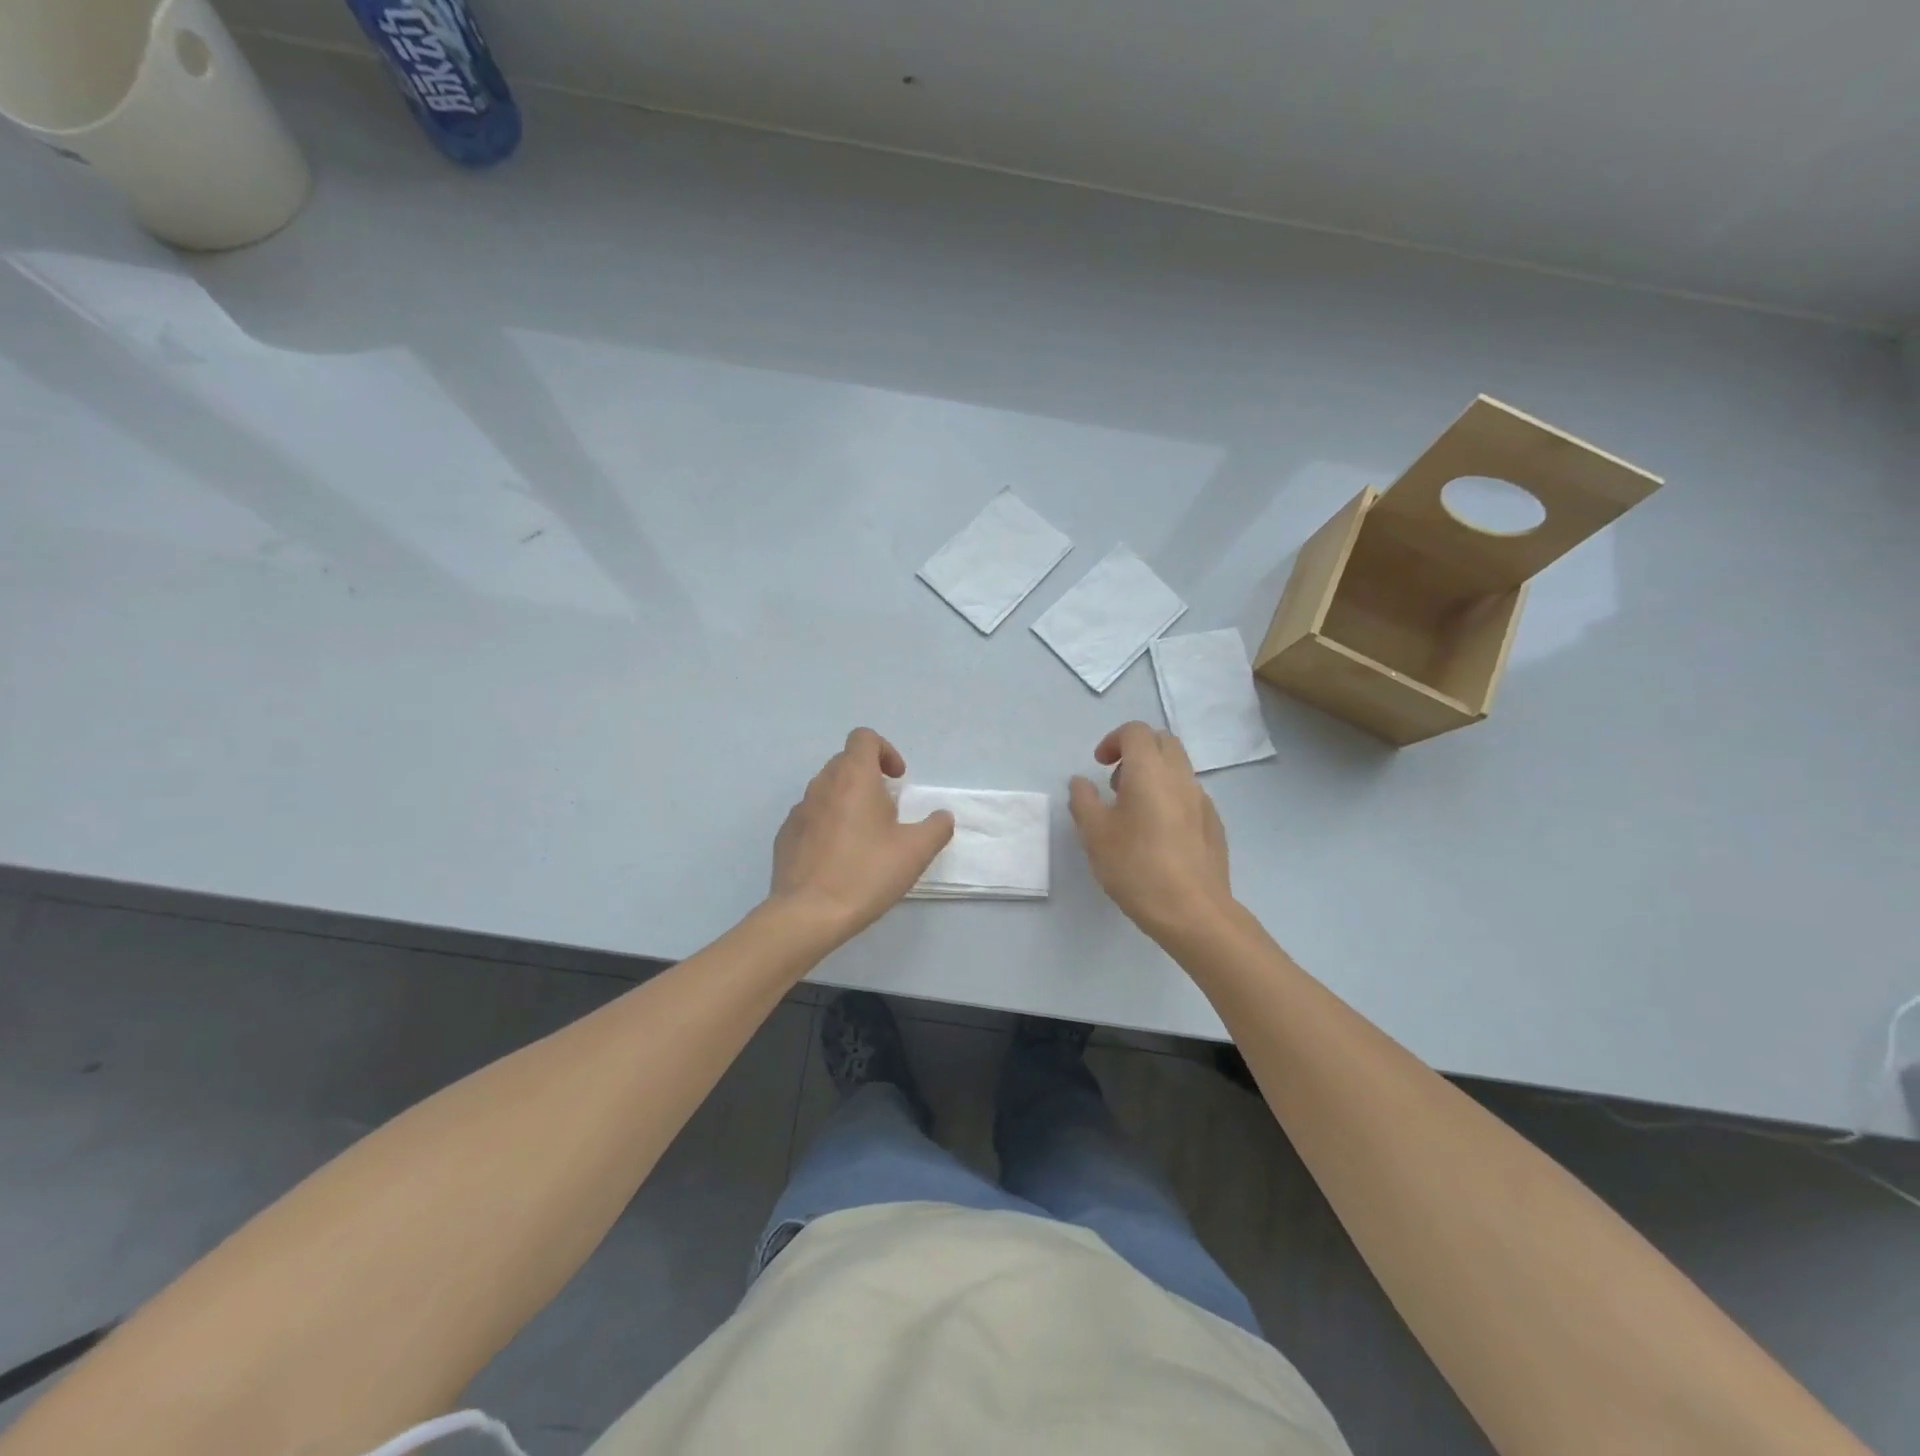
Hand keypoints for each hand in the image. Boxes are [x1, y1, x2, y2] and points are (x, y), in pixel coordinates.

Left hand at [769, 728, 954, 943]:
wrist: (808, 914)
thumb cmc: (866, 874)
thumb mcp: (916, 852)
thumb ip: (936, 827)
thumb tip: (942, 816)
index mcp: (853, 778)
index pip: (864, 738)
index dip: (885, 751)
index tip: (898, 780)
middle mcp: (822, 785)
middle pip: (845, 761)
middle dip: (868, 777)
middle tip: (887, 810)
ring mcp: (799, 810)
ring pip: (826, 789)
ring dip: (847, 800)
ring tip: (864, 836)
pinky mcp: (785, 836)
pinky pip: (811, 816)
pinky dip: (827, 823)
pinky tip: (839, 857)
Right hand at [1069, 721, 1232, 939]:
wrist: (1193, 911)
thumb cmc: (1136, 867)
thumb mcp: (1095, 835)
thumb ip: (1083, 801)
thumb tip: (1081, 782)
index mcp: (1149, 772)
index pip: (1136, 732)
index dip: (1113, 740)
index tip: (1099, 765)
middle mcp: (1180, 777)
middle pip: (1163, 742)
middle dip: (1137, 751)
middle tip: (1116, 781)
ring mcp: (1202, 800)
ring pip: (1179, 768)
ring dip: (1155, 774)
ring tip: (1134, 810)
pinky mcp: (1214, 824)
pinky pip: (1190, 795)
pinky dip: (1171, 797)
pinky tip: (1159, 834)